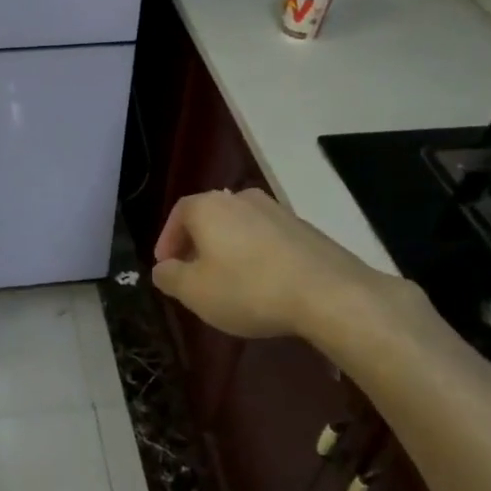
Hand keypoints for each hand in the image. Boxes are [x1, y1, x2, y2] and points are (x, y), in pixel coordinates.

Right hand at [152, 188, 413, 340]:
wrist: (327, 292)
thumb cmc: (248, 289)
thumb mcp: (195, 292)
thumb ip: (170, 277)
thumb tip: (163, 268)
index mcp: (209, 207)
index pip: (179, 213)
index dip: (168, 239)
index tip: (166, 265)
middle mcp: (241, 198)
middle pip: (210, 217)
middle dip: (197, 244)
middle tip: (193, 274)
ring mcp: (277, 210)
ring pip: (240, 226)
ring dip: (228, 249)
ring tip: (227, 281)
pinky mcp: (304, 228)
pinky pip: (267, 238)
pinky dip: (255, 254)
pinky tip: (262, 283)